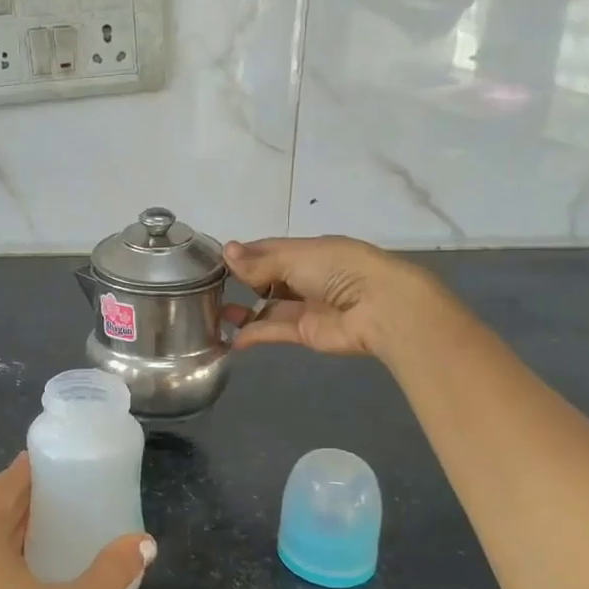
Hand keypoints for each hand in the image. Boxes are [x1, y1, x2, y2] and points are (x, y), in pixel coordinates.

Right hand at [225, 235, 437, 361]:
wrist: (379, 307)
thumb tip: (226, 252)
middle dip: (242, 281)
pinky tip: (231, 337)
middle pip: (267, 278)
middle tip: (210, 288)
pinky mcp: (305, 332)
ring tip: (216, 313)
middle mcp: (306, 276)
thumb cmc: (338, 269)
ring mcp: (306, 306)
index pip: (268, 250)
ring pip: (269, 306)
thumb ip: (259, 262)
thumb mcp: (295, 257)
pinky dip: (253, 333)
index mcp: (308, 251)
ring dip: (244, 310)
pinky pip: (274, 330)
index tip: (215, 261)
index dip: (243, 255)